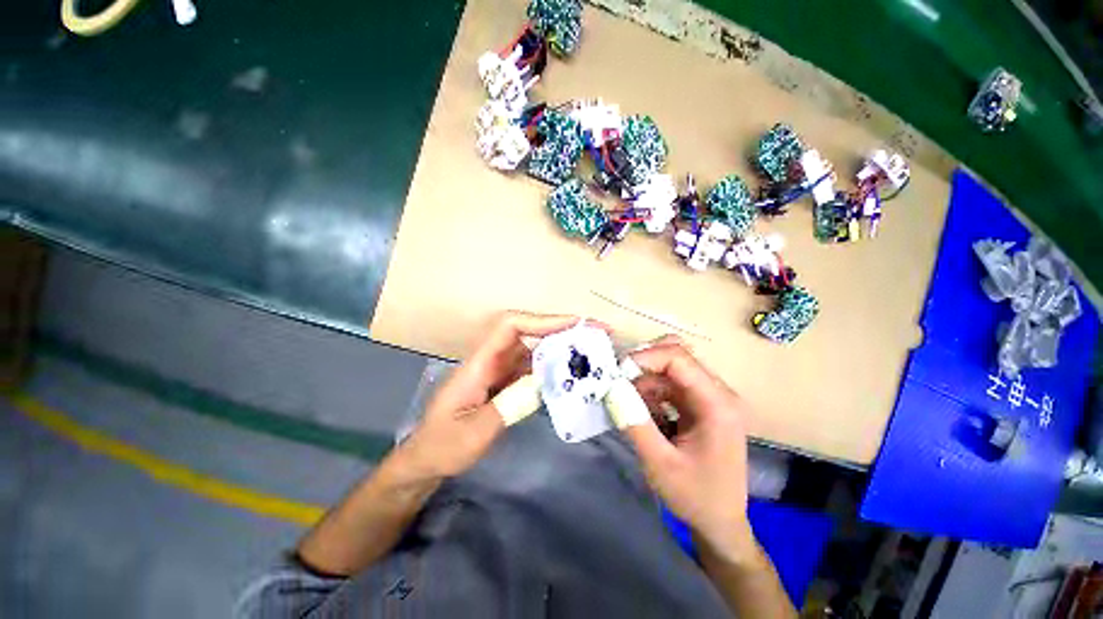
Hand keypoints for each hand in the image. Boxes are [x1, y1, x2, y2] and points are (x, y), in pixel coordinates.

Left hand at [399, 311, 584, 478]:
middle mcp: (491, 360)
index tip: (572, 324)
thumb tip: (543, 382)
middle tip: (593, 333)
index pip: (510, 327)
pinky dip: (551, 367)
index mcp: (479, 364)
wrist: (427, 460)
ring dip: (559, 347)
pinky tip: (568, 374)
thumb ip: (509, 406)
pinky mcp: (504, 383)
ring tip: (588, 351)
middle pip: (527, 333)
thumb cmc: (443, 446)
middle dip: (559, 329)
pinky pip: (531, 368)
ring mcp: (498, 371)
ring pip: (532, 349)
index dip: (540, 320)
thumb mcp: (475, 433)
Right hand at [622, 339, 756, 560]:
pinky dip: (651, 391)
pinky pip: (671, 384)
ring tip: (630, 404)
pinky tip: (644, 412)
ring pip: (671, 367)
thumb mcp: (659, 463)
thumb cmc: (695, 496)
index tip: (618, 372)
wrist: (721, 523)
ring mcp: (710, 397)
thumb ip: (634, 422)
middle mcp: (718, 392)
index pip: (679, 358)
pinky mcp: (701, 404)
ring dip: (645, 380)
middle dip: (643, 364)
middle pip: (677, 355)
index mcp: (717, 404)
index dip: (645, 357)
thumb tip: (612, 389)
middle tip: (620, 381)